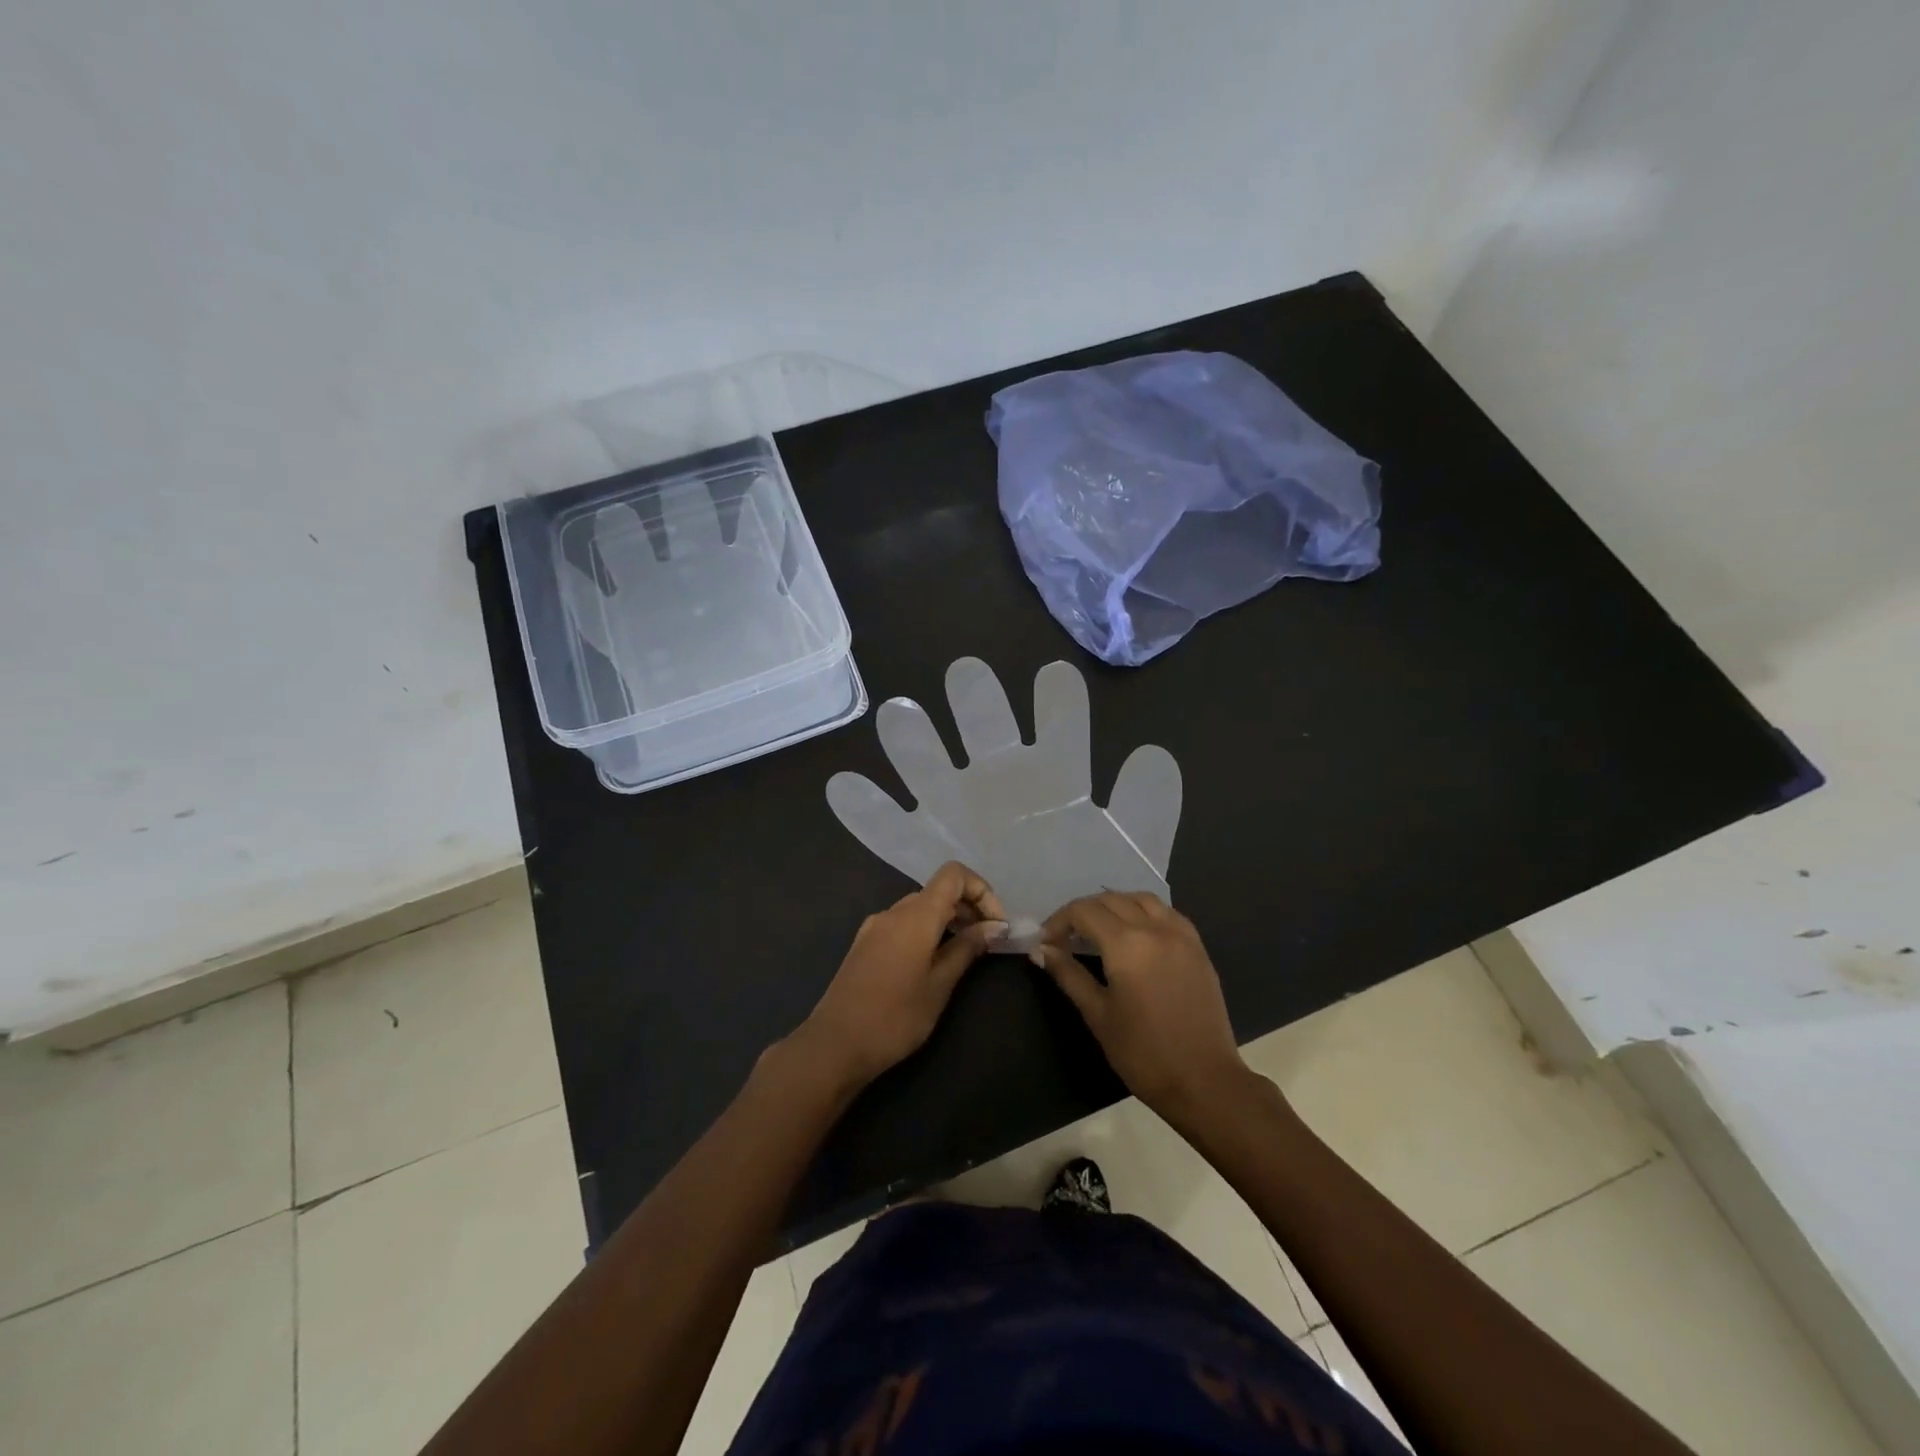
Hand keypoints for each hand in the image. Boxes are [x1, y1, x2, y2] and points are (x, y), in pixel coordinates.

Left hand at [793, 862, 1007, 1088]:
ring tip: (965, 953)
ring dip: (948, 920)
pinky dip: (926, 930)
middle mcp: (893, 911)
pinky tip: (933, 962)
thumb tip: (995, 926)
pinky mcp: (864, 943)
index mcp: (915, 916)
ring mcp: (875, 926)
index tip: (995, 924)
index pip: (953, 875)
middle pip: (938, 890)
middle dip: (968, 907)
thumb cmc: (894, 1017)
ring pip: (920, 907)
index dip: (981, 890)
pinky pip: (903, 923)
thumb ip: (967, 949)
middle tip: (988, 941)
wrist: (834, 1045)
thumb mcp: (939, 985)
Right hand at [1034, 892, 1250, 1121]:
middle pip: (1110, 900)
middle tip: (1065, 937)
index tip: (1046, 942)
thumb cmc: (1143, 1053)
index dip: (1058, 921)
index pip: (1084, 911)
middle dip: (1082, 912)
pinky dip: (1144, 912)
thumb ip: (1068, 974)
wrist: (1204, 1082)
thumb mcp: (1098, 1015)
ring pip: (1140, 899)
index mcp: (1127, 944)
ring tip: (1098, 929)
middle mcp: (1155, 928)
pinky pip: (1166, 912)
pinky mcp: (1198, 947)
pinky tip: (1135, 933)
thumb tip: (1041, 950)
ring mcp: (1181, 935)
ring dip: (1114, 905)